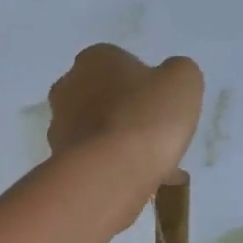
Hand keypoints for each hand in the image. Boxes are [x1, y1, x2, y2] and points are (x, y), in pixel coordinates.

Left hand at [47, 44, 202, 191]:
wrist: (110, 173)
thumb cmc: (147, 117)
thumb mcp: (183, 81)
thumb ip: (177, 73)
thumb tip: (166, 82)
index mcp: (94, 58)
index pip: (121, 65)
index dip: (145, 86)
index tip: (161, 108)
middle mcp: (68, 87)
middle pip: (106, 99)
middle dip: (129, 116)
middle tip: (156, 138)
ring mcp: (59, 126)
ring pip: (98, 133)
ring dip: (121, 146)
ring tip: (152, 169)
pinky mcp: (59, 161)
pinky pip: (93, 161)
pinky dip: (112, 169)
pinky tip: (137, 184)